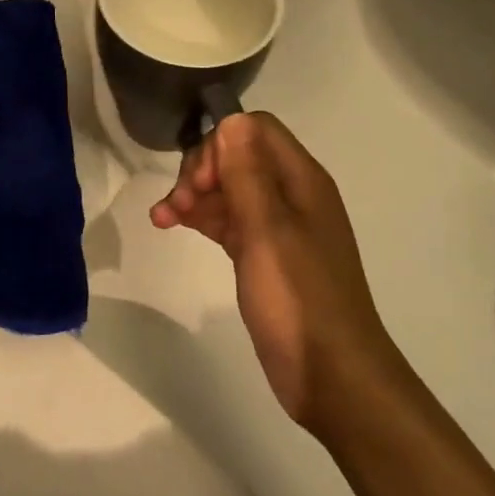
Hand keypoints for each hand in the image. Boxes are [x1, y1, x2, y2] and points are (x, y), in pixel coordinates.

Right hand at [150, 112, 398, 435]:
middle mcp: (292, 195)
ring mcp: (279, 227)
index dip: (220, 144)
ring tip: (162, 219)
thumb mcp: (268, 231)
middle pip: (239, 156)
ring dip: (195, 195)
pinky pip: (230, 221)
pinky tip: (174, 226)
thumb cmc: (299, 299)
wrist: (332, 377)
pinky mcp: (265, 255)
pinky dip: (203, 218)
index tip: (197, 181)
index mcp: (302, 180)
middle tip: (177, 204)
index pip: (255, 130)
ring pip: (230, 189)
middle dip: (201, 170)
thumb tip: (230, 118)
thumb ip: (248, 173)